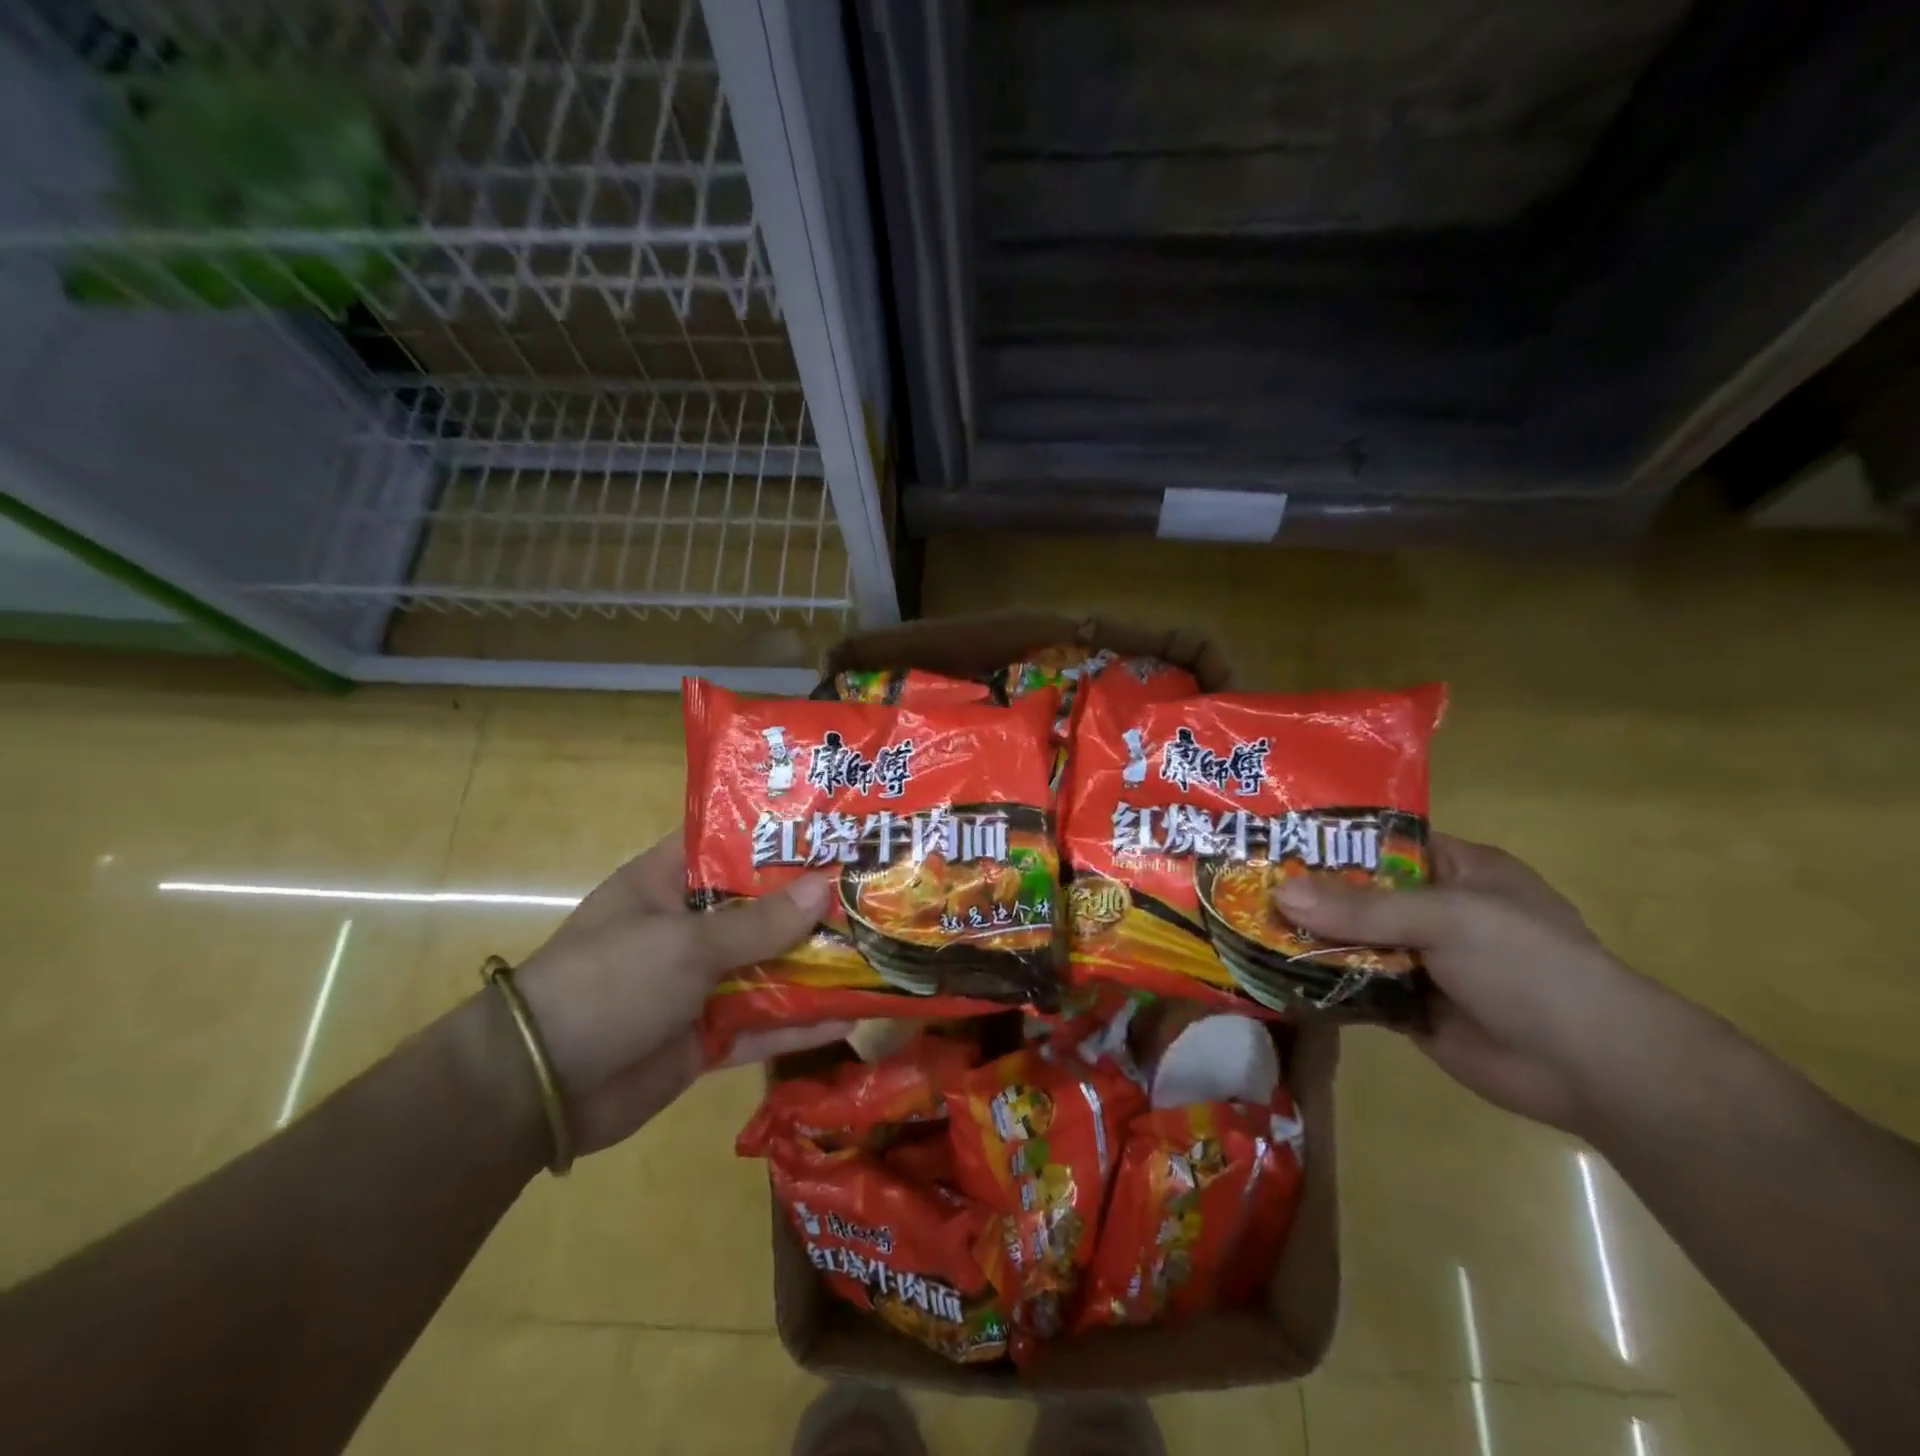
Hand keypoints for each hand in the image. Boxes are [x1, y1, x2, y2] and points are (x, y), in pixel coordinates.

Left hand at [510, 830, 849, 1154]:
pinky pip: (764, 1024)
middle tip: (875, 884)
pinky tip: (853, 1016)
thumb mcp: (684, 944)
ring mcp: (699, 983)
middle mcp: (687, 928)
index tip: (833, 825)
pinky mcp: (707, 1035)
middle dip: (813, 902)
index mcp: (668, 885)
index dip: (778, 833)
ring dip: (817, 964)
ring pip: (770, 967)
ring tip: (880, 946)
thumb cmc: (607, 984)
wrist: (537, 1091)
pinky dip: (802, 1023)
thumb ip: (759, 922)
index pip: (729, 843)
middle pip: (761, 908)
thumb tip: (827, 887)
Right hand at [1274, 833, 1641, 1132]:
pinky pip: (1351, 985)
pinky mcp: (1407, 1006)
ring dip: (1304, 937)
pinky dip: (1317, 980)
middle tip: (1239, 881)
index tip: (1270, 835)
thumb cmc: (1530, 966)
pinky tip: (1268, 970)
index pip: (1381, 841)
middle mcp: (1433, 909)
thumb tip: (1278, 894)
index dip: (1329, 839)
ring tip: (1239, 922)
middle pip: (1356, 892)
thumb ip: (1362, 908)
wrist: (1593, 1071)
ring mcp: (1419, 959)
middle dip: (1305, 891)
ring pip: (1348, 940)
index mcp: (1456, 869)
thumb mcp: (1447, 918)